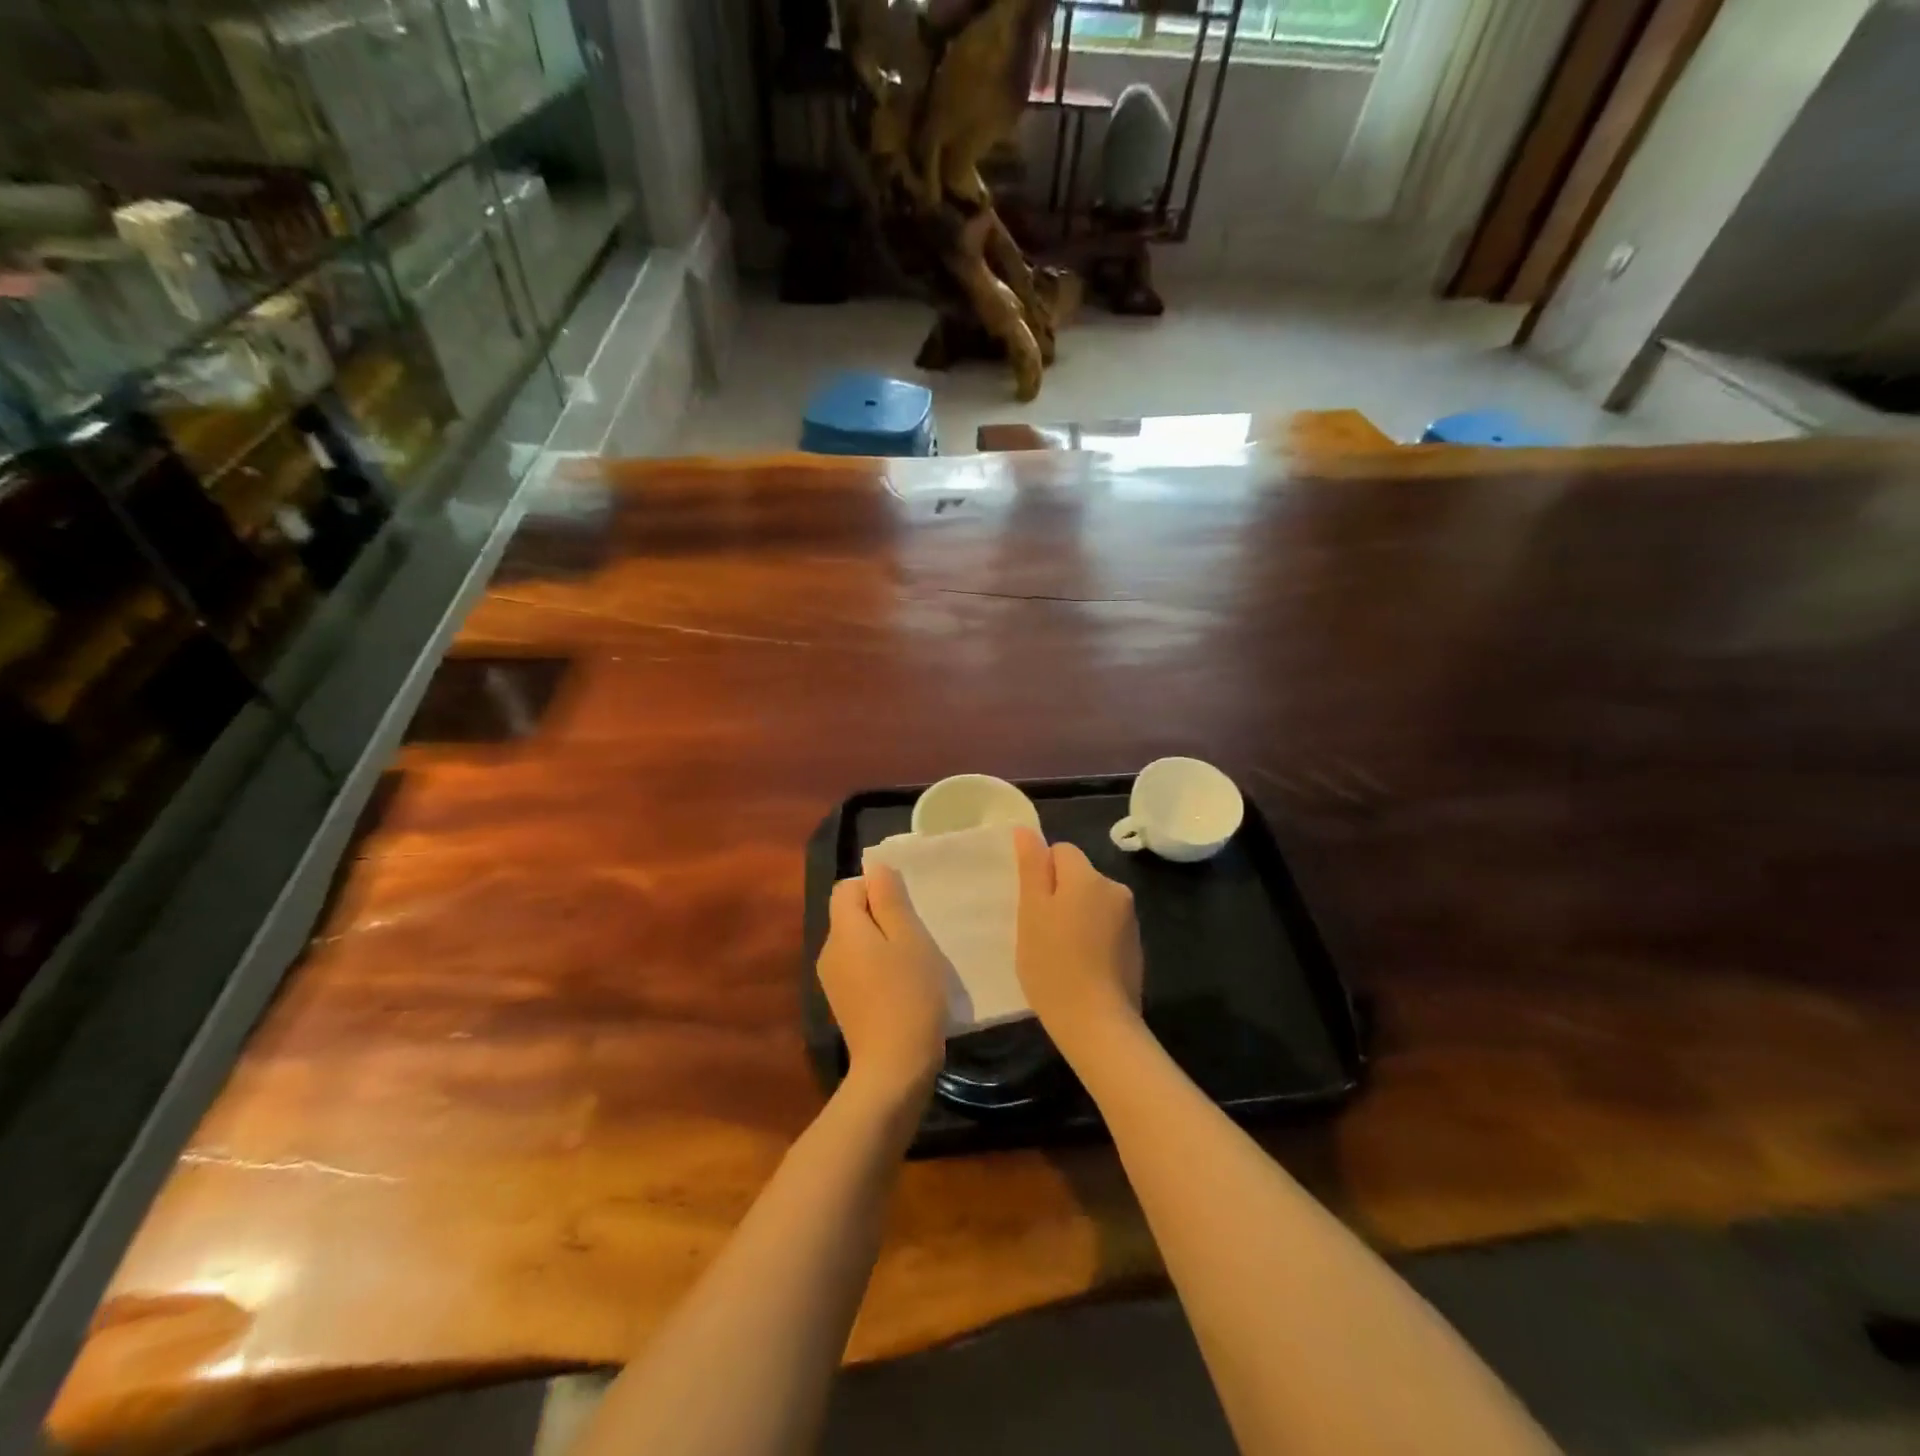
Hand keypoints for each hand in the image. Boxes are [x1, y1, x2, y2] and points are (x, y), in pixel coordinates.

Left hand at [818, 866, 949, 1098]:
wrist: (893, 1068)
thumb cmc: (908, 995)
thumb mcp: (909, 939)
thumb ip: (889, 899)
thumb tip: (875, 868)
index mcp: (843, 930)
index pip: (846, 888)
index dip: (875, 888)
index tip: (905, 908)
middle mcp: (828, 951)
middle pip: (849, 915)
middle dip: (880, 916)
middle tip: (915, 934)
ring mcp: (831, 980)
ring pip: (855, 943)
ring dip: (881, 943)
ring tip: (912, 962)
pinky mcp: (842, 1003)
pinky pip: (857, 968)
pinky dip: (876, 968)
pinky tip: (900, 987)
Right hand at [1013, 828, 1143, 1053]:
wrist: (1097, 1024)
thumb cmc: (1053, 964)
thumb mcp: (1031, 912)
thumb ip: (1032, 867)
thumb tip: (1027, 830)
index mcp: (1089, 876)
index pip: (1061, 851)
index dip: (1041, 874)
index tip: (1030, 906)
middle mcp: (1115, 889)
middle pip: (1078, 877)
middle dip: (1058, 895)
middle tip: (1039, 931)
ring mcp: (1129, 920)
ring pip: (1092, 903)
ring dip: (1075, 917)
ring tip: (1058, 953)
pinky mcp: (1135, 947)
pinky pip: (1105, 927)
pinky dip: (1091, 938)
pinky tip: (1079, 966)